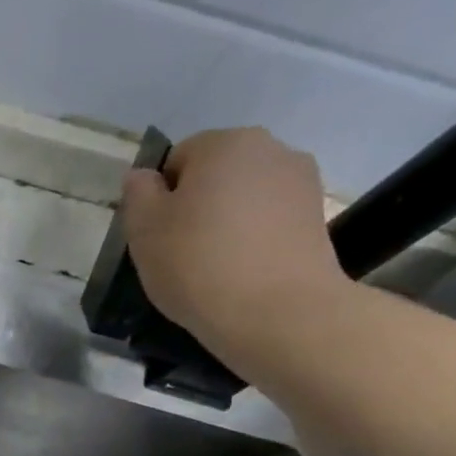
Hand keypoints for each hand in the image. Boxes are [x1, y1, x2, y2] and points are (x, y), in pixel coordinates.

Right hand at [119, 127, 348, 357]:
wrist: (276, 312)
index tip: (157, 235)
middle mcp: (271, 149)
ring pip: (245, 198)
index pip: (177, 159)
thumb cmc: (197, 263)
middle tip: (180, 252)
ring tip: (214, 266)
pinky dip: (253, 240)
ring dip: (227, 222)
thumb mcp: (143, 229)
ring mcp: (302, 183)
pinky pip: (269, 222)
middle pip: (216, 174)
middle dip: (197, 205)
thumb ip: (138, 193)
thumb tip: (144, 177)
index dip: (160, 197)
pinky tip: (243, 273)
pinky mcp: (317, 219)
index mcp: (224, 143)